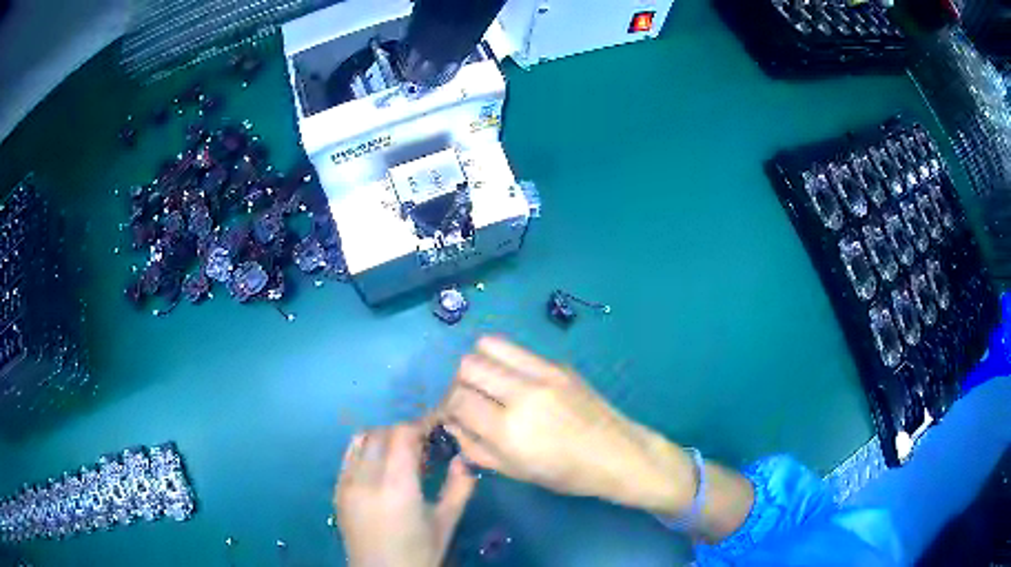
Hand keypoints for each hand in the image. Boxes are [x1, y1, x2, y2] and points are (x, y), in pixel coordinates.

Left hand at [335, 423, 476, 566]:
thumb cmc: (420, 553)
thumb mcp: (446, 522)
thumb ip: (459, 487)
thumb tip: (465, 458)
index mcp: (396, 488)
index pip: (403, 435)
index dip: (421, 424)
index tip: (437, 427)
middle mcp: (366, 479)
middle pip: (382, 433)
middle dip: (404, 431)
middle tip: (424, 444)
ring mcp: (346, 483)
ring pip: (362, 439)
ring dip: (383, 437)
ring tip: (401, 453)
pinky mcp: (337, 490)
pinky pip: (349, 456)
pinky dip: (366, 449)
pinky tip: (380, 465)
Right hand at [440, 336, 696, 515]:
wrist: (616, 454)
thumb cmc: (565, 474)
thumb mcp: (513, 471)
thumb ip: (475, 446)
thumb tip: (452, 422)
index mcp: (509, 430)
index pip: (457, 400)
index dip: (447, 407)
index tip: (453, 416)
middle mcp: (522, 394)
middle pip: (467, 366)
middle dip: (459, 384)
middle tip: (470, 400)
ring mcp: (542, 373)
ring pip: (487, 346)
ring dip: (478, 364)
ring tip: (488, 384)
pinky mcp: (557, 364)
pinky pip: (515, 349)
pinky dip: (503, 360)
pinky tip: (514, 381)